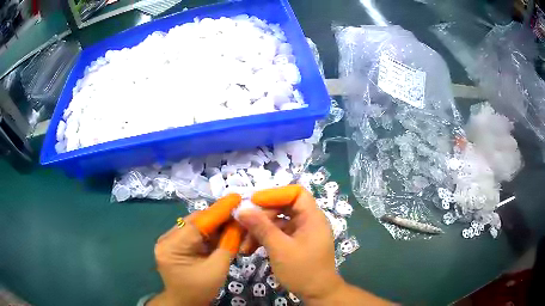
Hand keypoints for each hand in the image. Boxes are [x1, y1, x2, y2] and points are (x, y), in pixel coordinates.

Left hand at [149, 195, 243, 305]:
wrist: (184, 302)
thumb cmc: (199, 290)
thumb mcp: (217, 269)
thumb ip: (228, 245)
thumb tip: (239, 223)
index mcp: (172, 247)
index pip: (197, 223)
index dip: (218, 210)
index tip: (236, 197)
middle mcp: (166, 239)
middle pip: (195, 221)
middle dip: (218, 217)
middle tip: (239, 212)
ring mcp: (168, 240)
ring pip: (195, 225)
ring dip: (214, 224)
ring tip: (233, 221)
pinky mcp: (174, 243)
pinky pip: (193, 233)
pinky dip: (208, 232)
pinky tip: (222, 231)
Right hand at [238, 185, 344, 302]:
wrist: (317, 293)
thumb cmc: (303, 270)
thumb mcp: (280, 249)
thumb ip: (261, 228)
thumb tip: (242, 210)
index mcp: (312, 218)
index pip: (296, 193)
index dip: (275, 194)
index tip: (254, 202)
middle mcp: (308, 221)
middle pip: (283, 207)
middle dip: (262, 217)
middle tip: (243, 226)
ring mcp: (302, 233)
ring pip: (278, 223)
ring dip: (259, 231)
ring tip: (243, 245)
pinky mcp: (295, 243)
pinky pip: (278, 234)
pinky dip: (265, 239)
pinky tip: (250, 250)